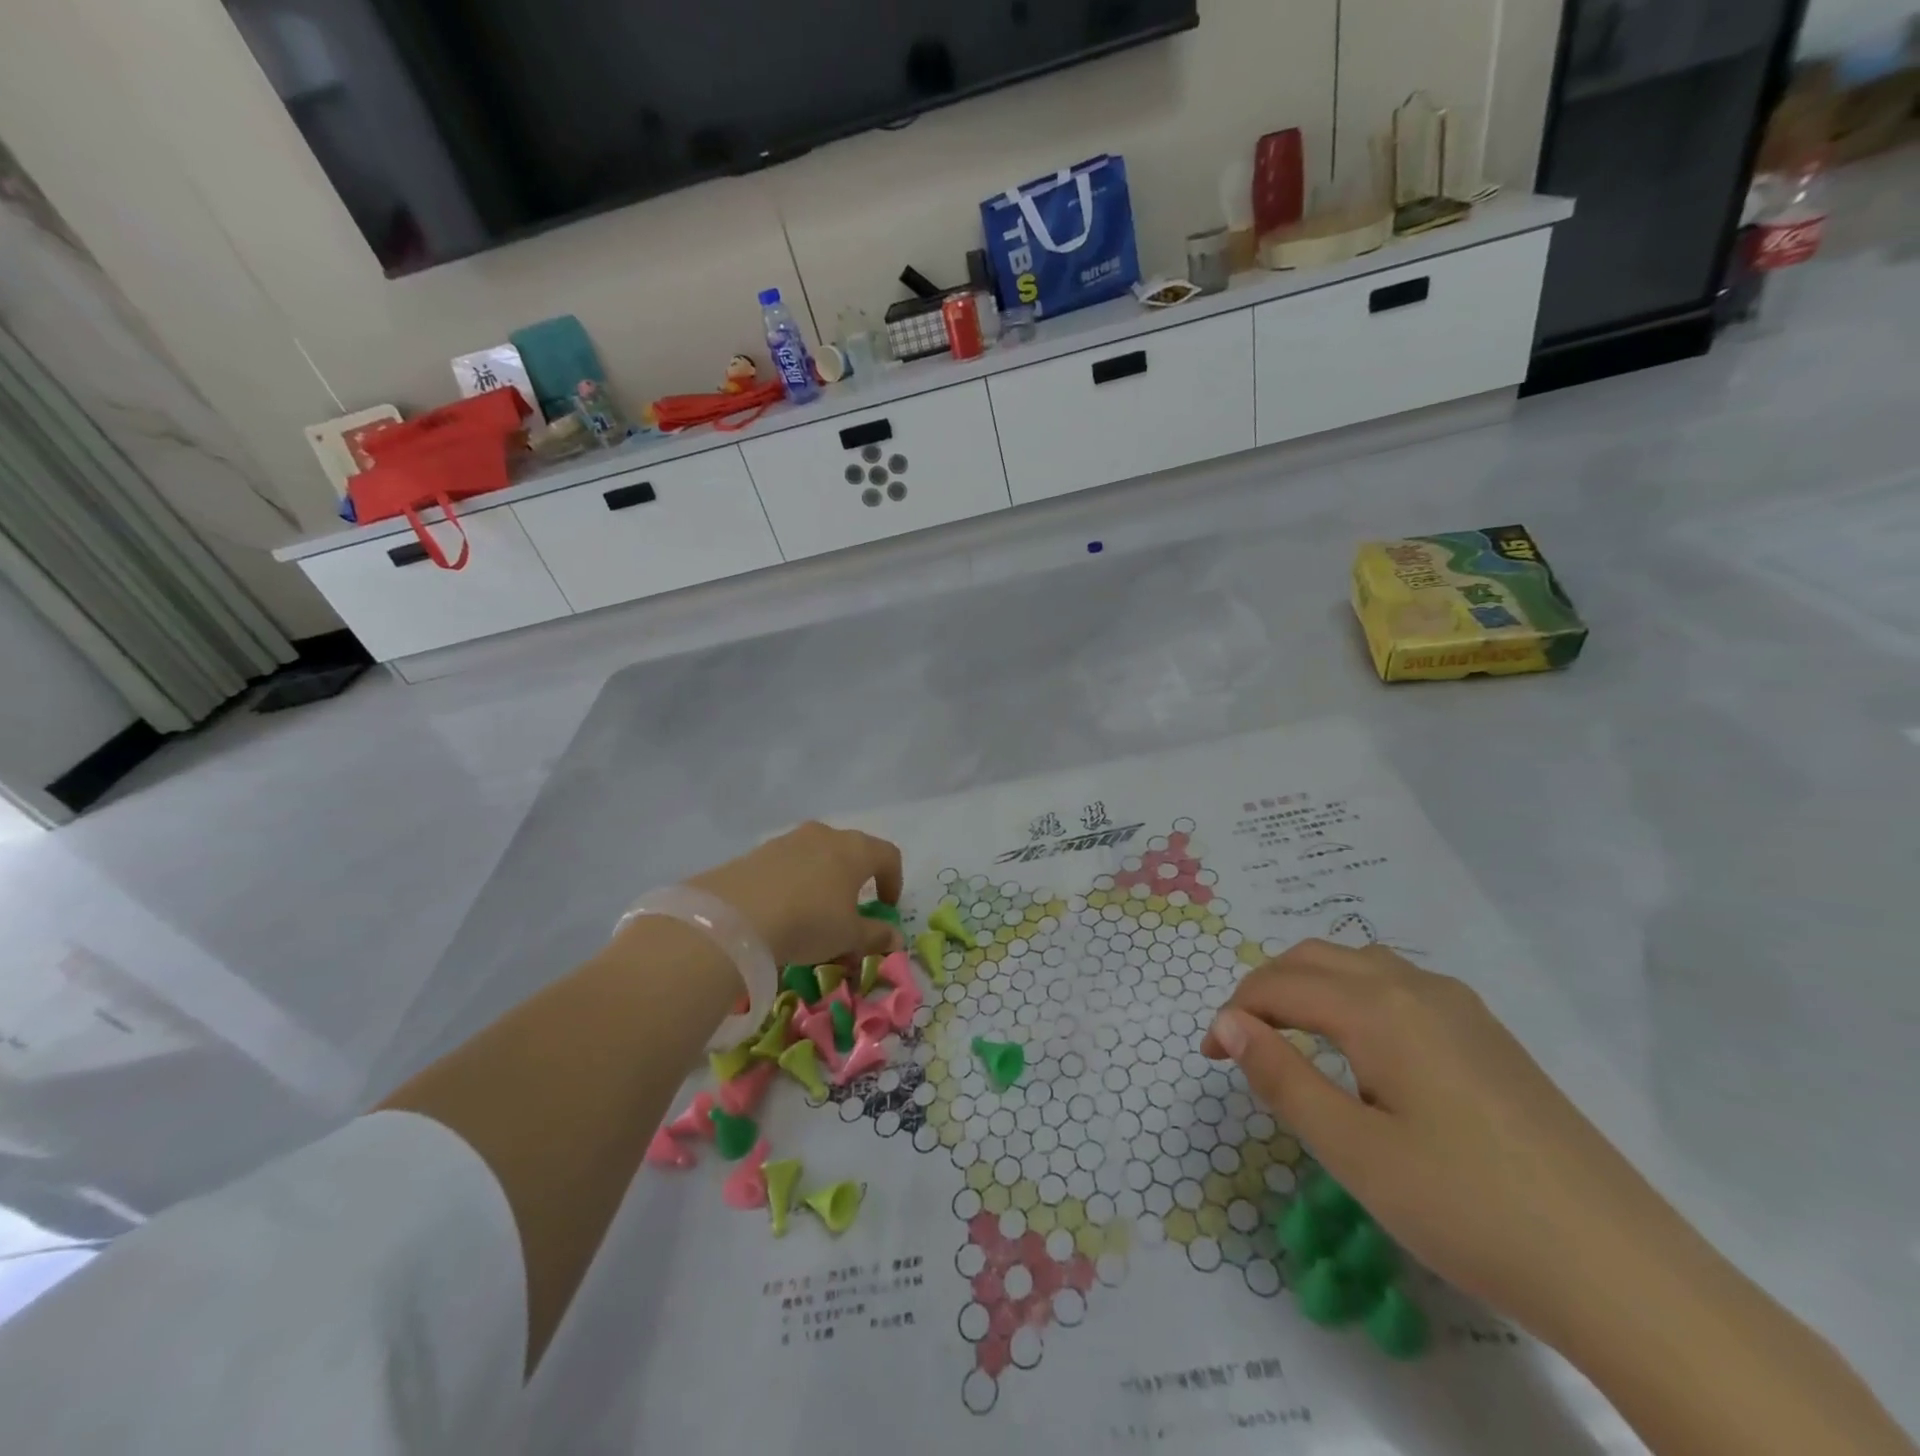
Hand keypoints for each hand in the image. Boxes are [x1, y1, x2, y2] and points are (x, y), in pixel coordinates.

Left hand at [686, 822, 904, 969]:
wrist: (735, 916)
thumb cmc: (809, 921)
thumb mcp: (848, 936)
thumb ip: (876, 935)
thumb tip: (896, 938)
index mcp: (856, 850)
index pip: (888, 855)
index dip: (894, 881)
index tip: (886, 906)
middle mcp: (826, 835)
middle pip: (852, 851)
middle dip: (856, 879)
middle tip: (850, 909)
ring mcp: (790, 839)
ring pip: (817, 855)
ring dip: (823, 879)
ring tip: (813, 912)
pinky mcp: (759, 851)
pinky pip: (788, 864)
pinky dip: (794, 882)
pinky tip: (782, 910)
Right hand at [1203, 939, 1682, 1345]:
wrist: (1624, 1272)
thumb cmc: (1468, 1209)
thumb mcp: (1354, 1152)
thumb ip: (1282, 1077)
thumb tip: (1229, 1023)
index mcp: (1378, 1008)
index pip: (1279, 986)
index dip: (1234, 1014)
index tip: (1211, 1057)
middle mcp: (1416, 987)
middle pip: (1315, 957)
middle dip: (1265, 988)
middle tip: (1242, 1042)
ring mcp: (1461, 1007)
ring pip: (1359, 965)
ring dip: (1310, 986)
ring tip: (1291, 1038)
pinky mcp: (1489, 1035)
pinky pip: (1399, 987)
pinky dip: (1353, 996)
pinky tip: (1363, 1049)